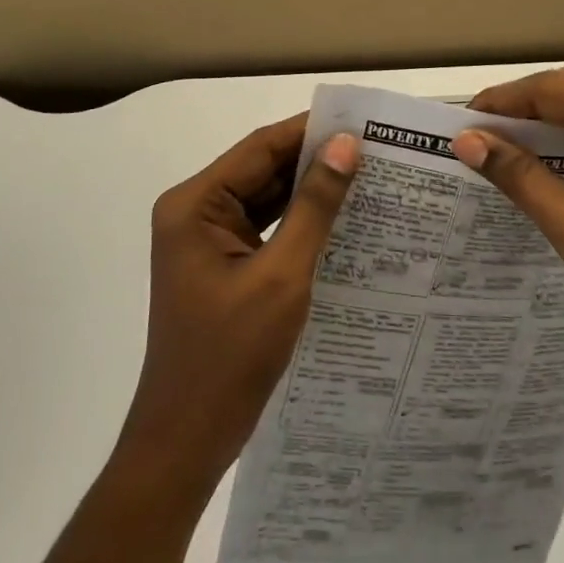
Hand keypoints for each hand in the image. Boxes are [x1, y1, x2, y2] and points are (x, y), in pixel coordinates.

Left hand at [119, 116, 360, 491]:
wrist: (187, 439)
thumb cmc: (230, 356)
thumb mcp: (282, 276)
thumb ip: (314, 207)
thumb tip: (345, 146)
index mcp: (194, 204)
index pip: (259, 148)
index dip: (310, 132)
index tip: (362, 123)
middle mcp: (195, 212)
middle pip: (261, 171)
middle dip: (314, 162)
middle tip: (376, 152)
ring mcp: (206, 240)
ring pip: (266, 199)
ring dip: (310, 192)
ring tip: (368, 179)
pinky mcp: (221, 265)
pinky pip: (264, 229)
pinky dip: (298, 224)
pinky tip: (342, 220)